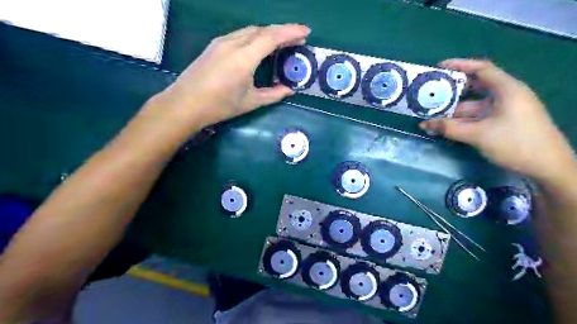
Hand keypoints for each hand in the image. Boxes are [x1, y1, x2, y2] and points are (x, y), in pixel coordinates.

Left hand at [151, 24, 307, 128]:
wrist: (185, 104)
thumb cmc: (220, 106)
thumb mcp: (250, 102)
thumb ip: (273, 94)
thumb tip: (289, 90)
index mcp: (244, 58)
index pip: (271, 37)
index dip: (290, 32)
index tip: (306, 32)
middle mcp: (233, 43)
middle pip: (262, 30)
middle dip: (282, 31)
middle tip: (297, 38)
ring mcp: (222, 42)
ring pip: (250, 31)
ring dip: (268, 33)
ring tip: (282, 41)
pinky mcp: (215, 45)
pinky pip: (240, 35)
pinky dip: (255, 36)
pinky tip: (259, 45)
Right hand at [420, 59, 576, 179]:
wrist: (547, 167)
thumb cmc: (515, 143)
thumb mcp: (478, 135)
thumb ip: (449, 128)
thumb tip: (424, 124)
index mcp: (506, 89)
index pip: (481, 69)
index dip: (459, 65)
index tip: (439, 67)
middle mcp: (505, 96)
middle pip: (474, 88)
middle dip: (451, 92)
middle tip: (430, 94)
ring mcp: (504, 110)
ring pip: (473, 106)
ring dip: (453, 112)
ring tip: (431, 116)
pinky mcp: (502, 122)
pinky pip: (477, 117)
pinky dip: (461, 121)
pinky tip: (446, 128)